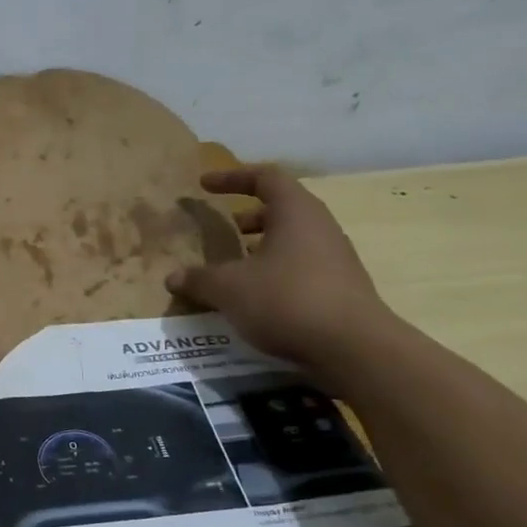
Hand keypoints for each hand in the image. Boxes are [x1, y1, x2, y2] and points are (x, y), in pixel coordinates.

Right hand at [167, 166, 398, 376]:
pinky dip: (275, 272)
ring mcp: (335, 259)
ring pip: (292, 240)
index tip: (204, 185)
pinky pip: (301, 267)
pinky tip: (256, 297)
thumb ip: (198, 279)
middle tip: (222, 230)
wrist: (354, 349)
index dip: (233, 177)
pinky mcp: (339, 288)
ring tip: (234, 267)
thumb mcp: (229, 288)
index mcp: (296, 213)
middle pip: (282, 209)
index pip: (265, 177)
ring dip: (261, 247)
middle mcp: (320, 228)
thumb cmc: (287, 300)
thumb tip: (172, 278)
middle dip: (248, 217)